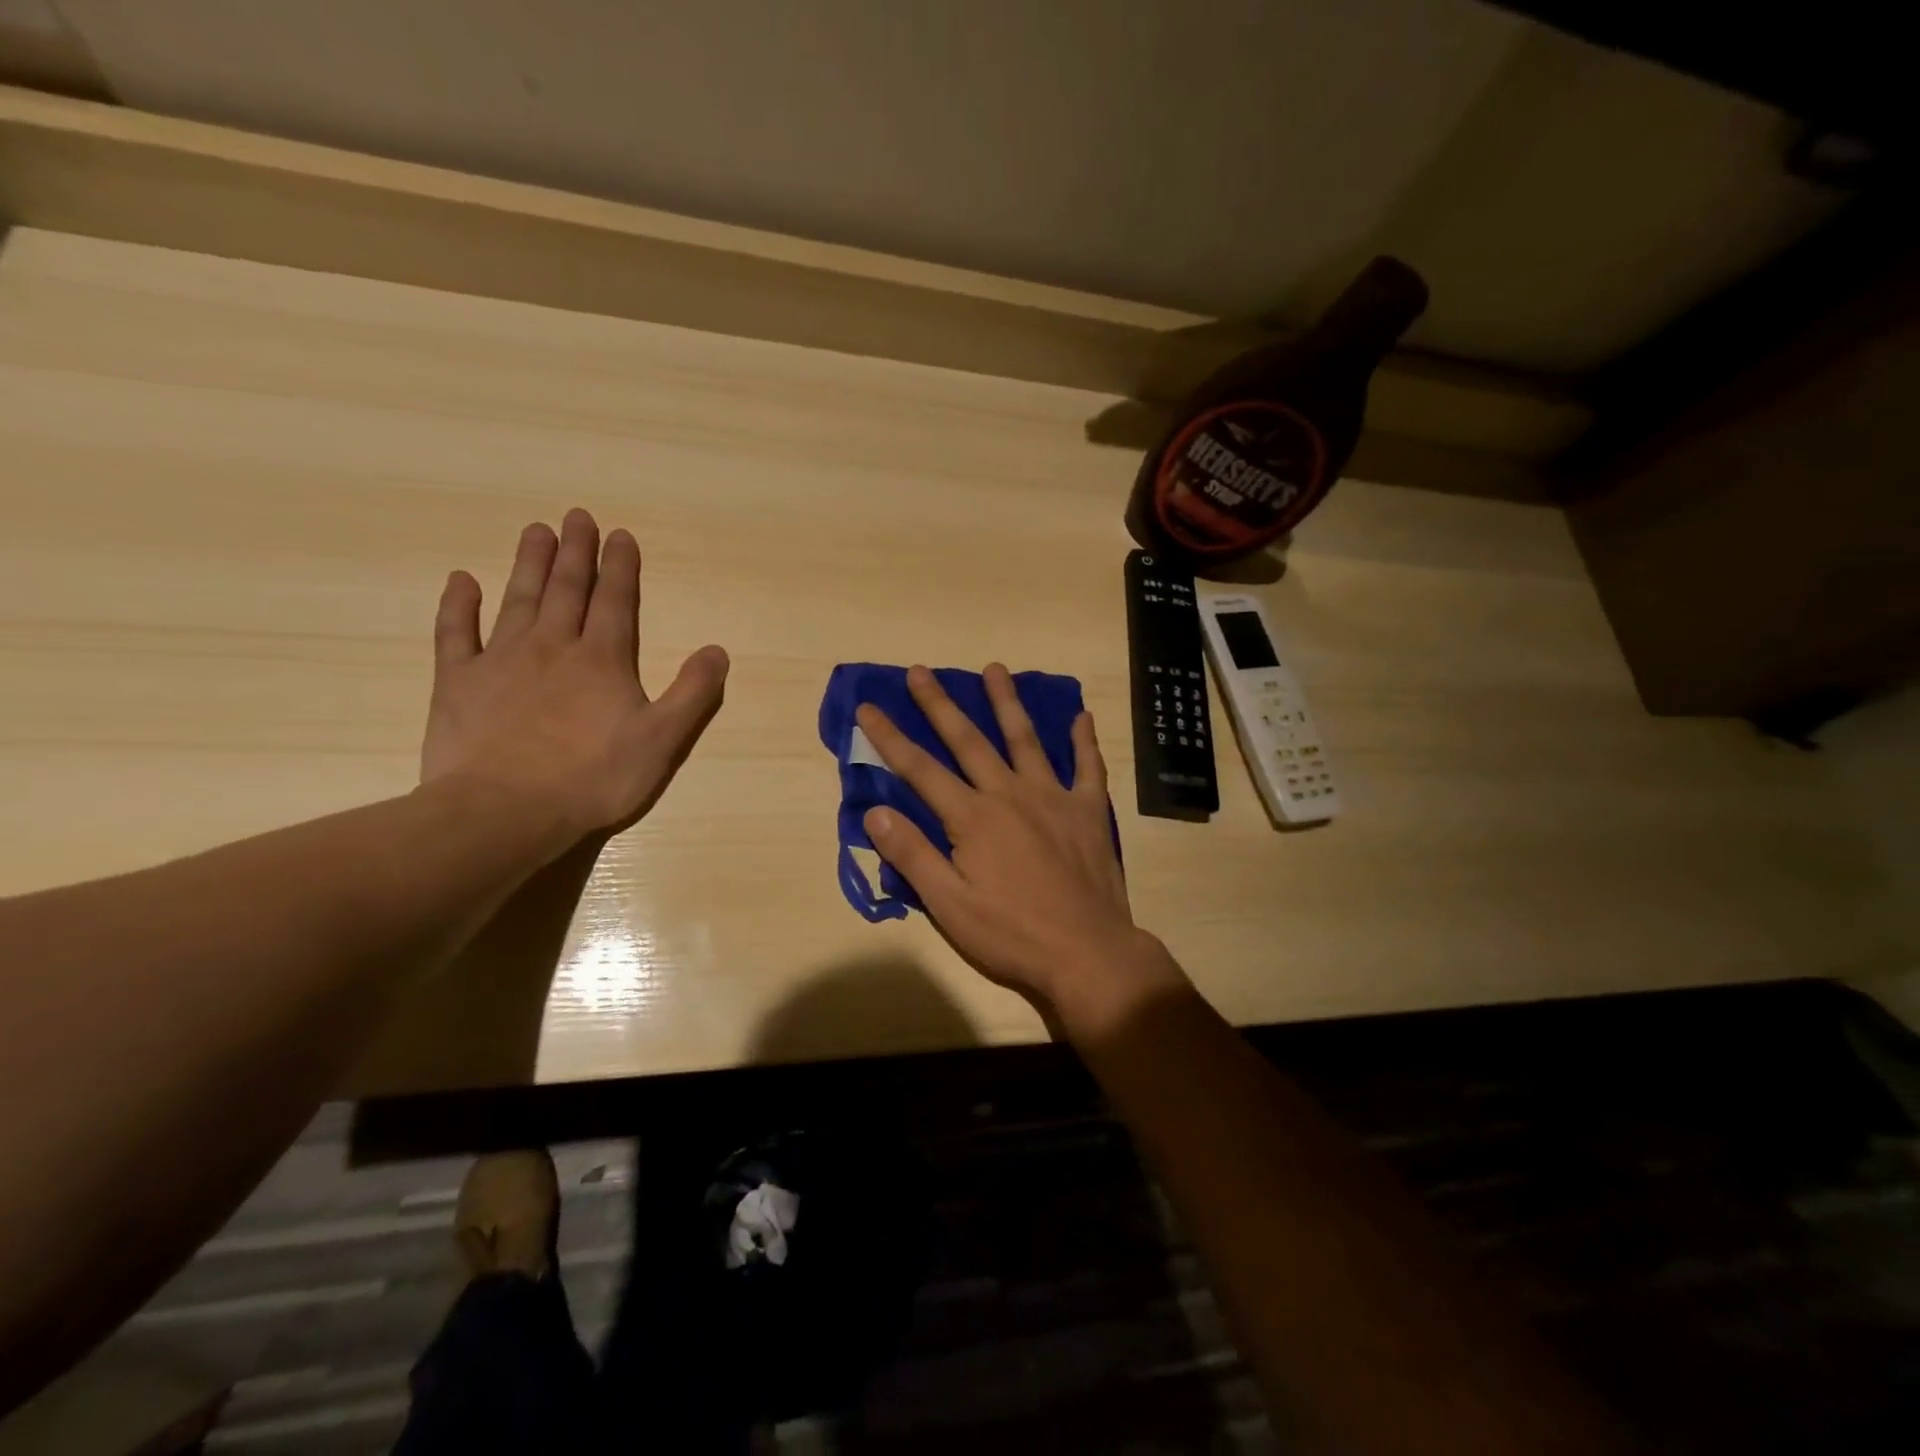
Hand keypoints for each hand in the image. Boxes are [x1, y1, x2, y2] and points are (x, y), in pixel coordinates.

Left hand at [420, 508, 727, 843]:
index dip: (621, 567)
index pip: (616, 601)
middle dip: (576, 552)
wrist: (504, 811)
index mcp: (602, 660)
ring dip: (530, 564)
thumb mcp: (661, 741)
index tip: (621, 534)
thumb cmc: (592, 778)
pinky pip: (457, 633)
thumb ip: (692, 694)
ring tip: (537, 531)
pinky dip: (458, 605)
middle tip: (577, 516)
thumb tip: (717, 651)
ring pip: (519, 599)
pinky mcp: (459, 682)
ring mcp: (501, 660)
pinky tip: (462, 580)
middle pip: (567, 589)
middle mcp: (553, 647)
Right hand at [857, 665, 1185, 1024]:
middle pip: (968, 741)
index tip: (868, 707)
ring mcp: (1053, 797)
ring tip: (995, 670)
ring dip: (1007, 703)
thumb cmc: (1011, 934)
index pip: (920, 769)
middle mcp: (1010, 794)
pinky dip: (1084, 740)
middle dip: (940, 705)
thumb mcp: (949, 905)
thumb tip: (875, 812)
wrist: (1087, 952)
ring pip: (1026, 739)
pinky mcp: (1088, 811)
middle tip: (921, 671)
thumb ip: (912, 855)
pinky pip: (1087, 767)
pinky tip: (1083, 716)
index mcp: (973, 817)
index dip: (890, 738)